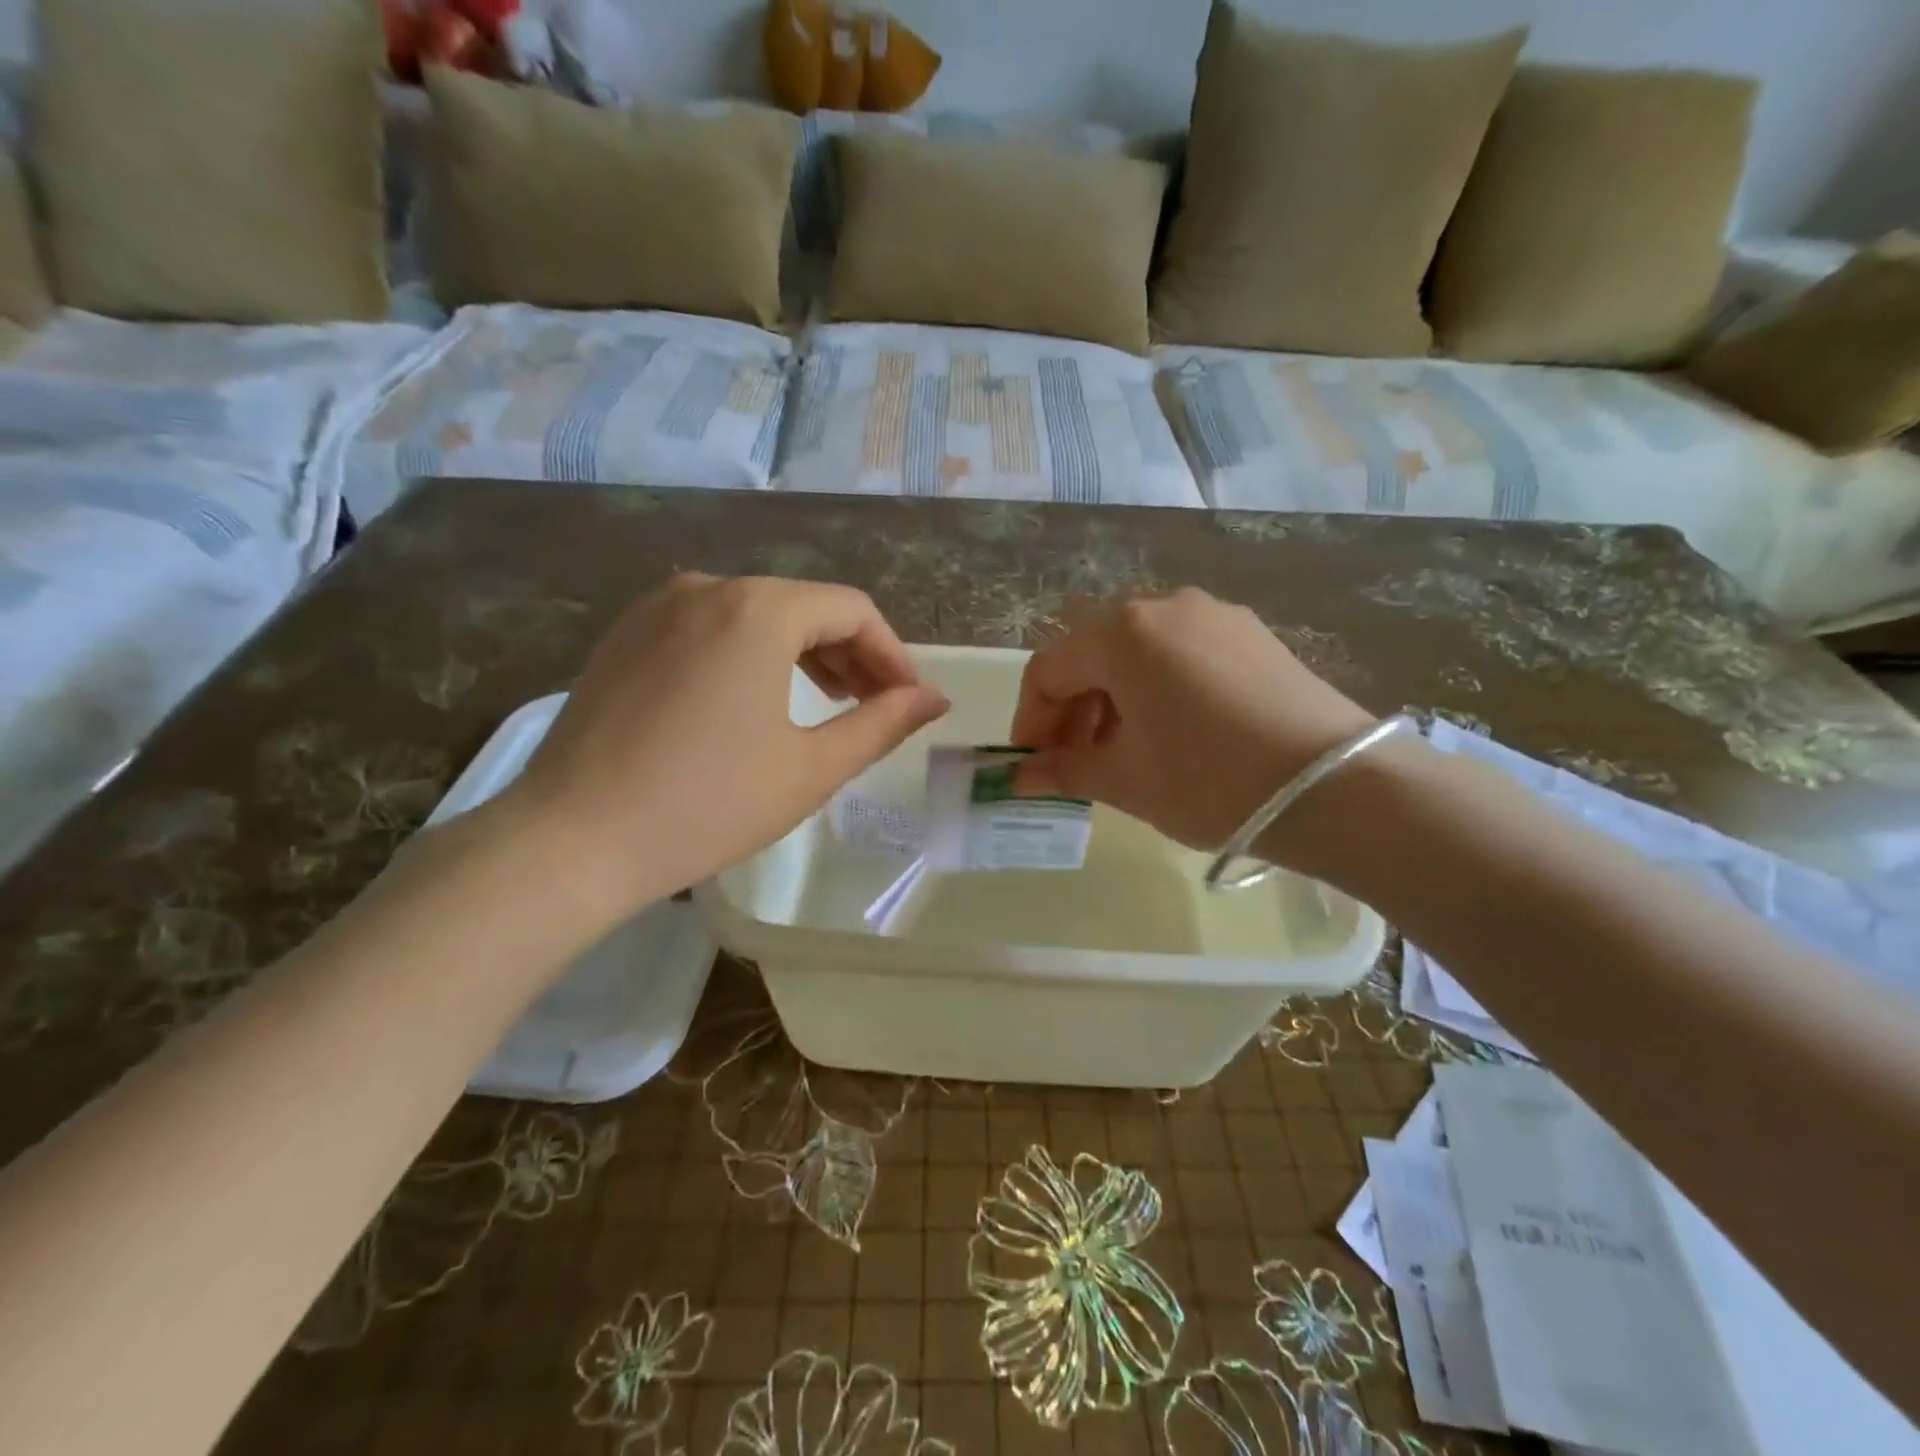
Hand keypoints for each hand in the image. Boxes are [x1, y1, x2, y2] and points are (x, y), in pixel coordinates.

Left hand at [502, 574, 948, 917]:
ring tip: (826, 702)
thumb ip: (881, 724)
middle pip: (804, 606)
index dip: (892, 654)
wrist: (570, 840)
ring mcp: (657, 607)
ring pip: (755, 614)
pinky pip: (709, 628)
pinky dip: (749, 654)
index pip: (852, 611)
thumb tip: (934, 698)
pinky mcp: (625, 635)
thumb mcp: (811, 768)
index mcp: (758, 609)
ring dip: (802, 653)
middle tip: (873, 707)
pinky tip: (755, 698)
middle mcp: (707, 586)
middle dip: (850, 654)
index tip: (909, 701)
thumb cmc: (707, 805)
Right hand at [1010, 589, 1374, 852]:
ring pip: (1137, 654)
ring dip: (1113, 700)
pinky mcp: (1251, 634)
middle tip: (1074, 764)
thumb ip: (1064, 770)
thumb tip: (1020, 778)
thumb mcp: (1126, 780)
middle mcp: (1163, 607)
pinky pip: (1181, 654)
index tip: (1033, 766)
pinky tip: (1172, 733)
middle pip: (1093, 656)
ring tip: (1122, 753)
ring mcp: (1214, 615)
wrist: (1337, 786)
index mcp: (1122, 634)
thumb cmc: (1210, 780)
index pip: (1048, 670)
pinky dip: (1157, 689)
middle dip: (1072, 711)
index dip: (1031, 721)